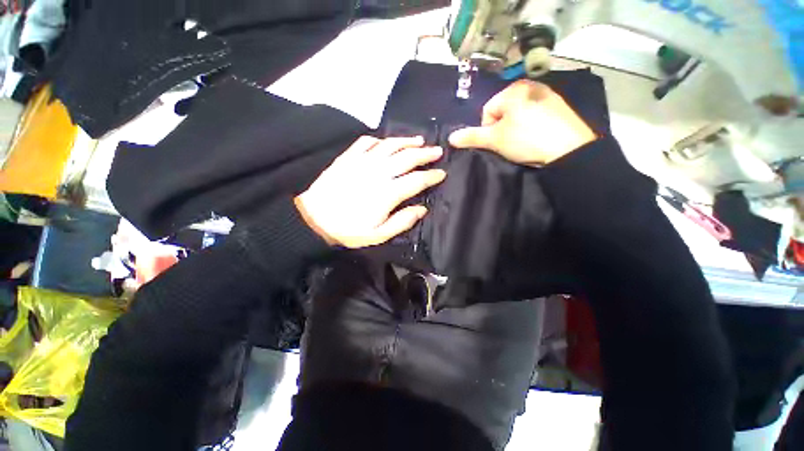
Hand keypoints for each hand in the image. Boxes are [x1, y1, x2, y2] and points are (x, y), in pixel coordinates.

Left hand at [295, 136, 445, 248]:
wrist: (314, 219)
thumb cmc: (349, 230)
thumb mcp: (378, 235)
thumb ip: (402, 221)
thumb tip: (422, 209)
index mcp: (388, 193)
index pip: (417, 180)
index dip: (432, 176)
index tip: (442, 173)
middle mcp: (378, 173)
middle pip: (407, 158)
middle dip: (426, 153)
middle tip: (437, 151)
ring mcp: (362, 162)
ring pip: (390, 145)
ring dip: (406, 141)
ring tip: (420, 140)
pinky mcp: (348, 157)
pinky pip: (366, 142)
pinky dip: (378, 140)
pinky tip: (385, 142)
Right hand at [448, 80, 596, 165]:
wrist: (570, 149)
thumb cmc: (526, 139)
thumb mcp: (495, 139)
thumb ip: (472, 137)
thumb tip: (450, 138)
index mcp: (513, 89)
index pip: (487, 111)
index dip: (488, 130)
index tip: (497, 142)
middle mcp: (531, 86)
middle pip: (503, 112)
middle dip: (502, 128)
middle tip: (510, 143)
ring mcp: (548, 95)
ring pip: (519, 115)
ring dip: (516, 129)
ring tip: (524, 142)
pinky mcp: (560, 107)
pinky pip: (535, 116)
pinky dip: (532, 127)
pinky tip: (537, 138)